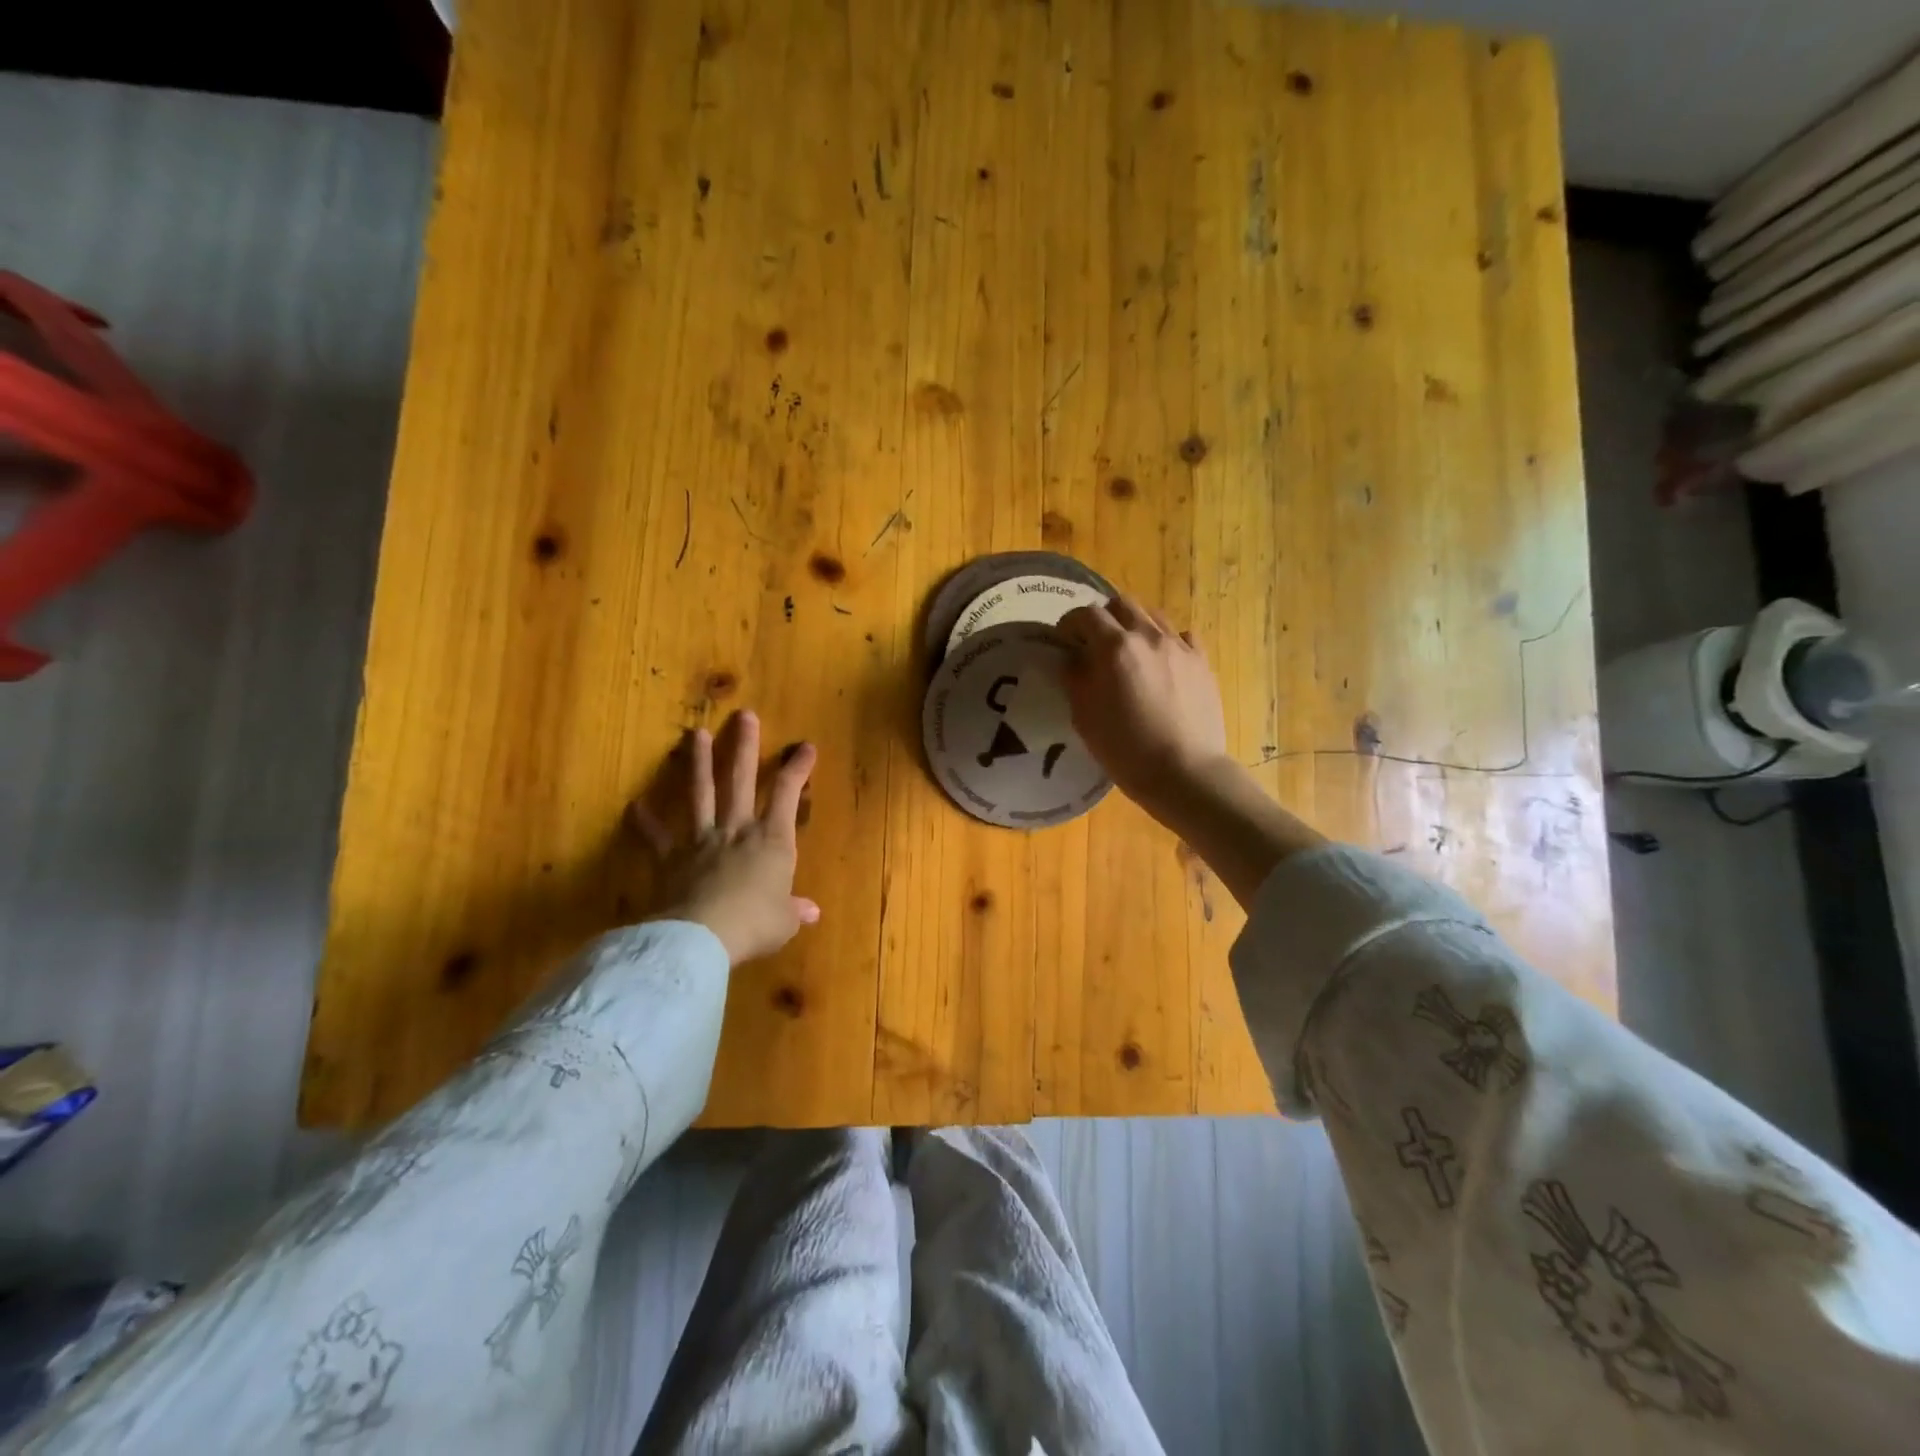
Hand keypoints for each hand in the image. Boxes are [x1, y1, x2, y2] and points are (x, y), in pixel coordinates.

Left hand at [627, 710, 818, 965]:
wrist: (703, 937)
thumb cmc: (754, 925)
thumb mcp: (784, 922)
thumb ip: (794, 910)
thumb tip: (812, 911)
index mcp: (772, 841)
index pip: (787, 794)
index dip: (797, 768)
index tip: (805, 746)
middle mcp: (737, 830)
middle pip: (740, 779)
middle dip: (744, 745)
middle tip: (743, 715)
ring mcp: (701, 841)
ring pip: (701, 794)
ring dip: (697, 763)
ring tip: (695, 733)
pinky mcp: (671, 859)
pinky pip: (656, 838)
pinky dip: (644, 822)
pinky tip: (634, 805)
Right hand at [1054, 597, 1229, 807]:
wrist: (1185, 771)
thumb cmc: (1126, 749)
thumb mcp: (1084, 716)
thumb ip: (1075, 678)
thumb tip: (1074, 658)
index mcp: (1114, 648)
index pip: (1086, 614)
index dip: (1070, 623)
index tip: (1064, 639)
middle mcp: (1148, 636)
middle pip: (1122, 604)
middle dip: (1104, 617)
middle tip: (1095, 642)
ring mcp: (1180, 647)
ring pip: (1153, 616)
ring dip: (1135, 625)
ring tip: (1130, 650)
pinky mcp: (1202, 662)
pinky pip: (1182, 636)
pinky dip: (1167, 641)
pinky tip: (1162, 662)